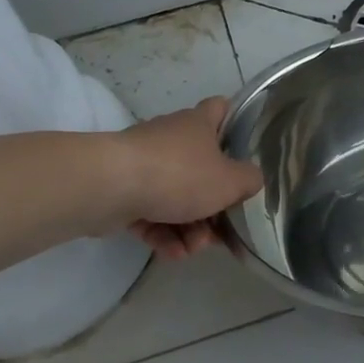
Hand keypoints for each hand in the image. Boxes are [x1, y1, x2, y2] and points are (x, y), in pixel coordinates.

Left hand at [115, 98, 264, 260]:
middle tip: (221, 228)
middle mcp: (172, 139)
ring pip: (176, 196)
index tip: (245, 151)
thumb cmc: (179, 174)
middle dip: (214, 204)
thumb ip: (250, 180)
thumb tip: (252, 179)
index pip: (221, 109)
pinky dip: (163, 233)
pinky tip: (172, 252)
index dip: (235, 124)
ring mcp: (145, 164)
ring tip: (193, 248)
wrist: (111, 186)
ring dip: (190, 226)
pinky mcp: (123, 191)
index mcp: (199, 124)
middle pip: (202, 168)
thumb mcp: (230, 181)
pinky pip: (151, 213)